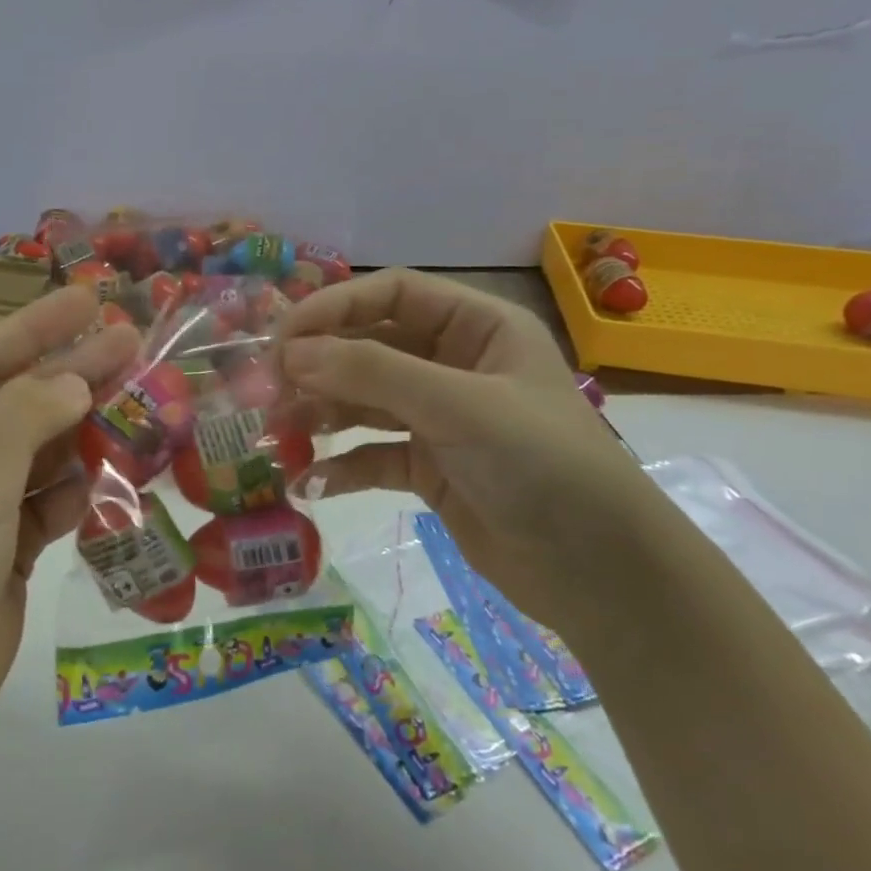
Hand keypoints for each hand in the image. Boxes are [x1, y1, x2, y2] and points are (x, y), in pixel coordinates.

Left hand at [0, 286, 139, 758]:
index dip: (33, 329)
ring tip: (140, 400)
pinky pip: (45, 497)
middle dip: (70, 375)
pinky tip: (115, 468)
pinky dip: (76, 486)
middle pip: (12, 402)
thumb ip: (24, 422)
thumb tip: (75, 378)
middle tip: (132, 341)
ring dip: (82, 431)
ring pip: (35, 450)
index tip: (87, 300)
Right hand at [277, 269, 671, 640]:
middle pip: (370, 347)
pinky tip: (309, 482)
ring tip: (276, 434)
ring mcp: (441, 419)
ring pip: (365, 401)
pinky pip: (373, 455)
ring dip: (320, 414)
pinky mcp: (431, 469)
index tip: (282, 338)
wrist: (604, 576)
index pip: (392, 294)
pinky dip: (341, 466)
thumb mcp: (459, 408)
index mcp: (478, 328)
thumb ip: (373, 373)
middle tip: (266, 390)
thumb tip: (291, 353)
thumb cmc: (543, 466)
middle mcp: (456, 365)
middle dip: (319, 366)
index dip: (334, 307)